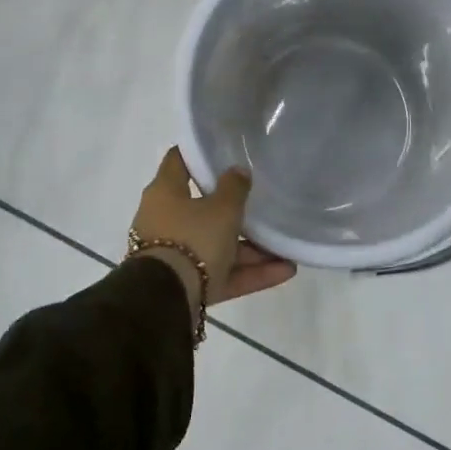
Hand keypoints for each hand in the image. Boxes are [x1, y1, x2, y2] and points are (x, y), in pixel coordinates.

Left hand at [131, 149, 296, 316]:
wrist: (166, 300)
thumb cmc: (192, 237)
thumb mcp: (222, 208)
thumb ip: (234, 186)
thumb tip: (238, 171)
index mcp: (164, 193)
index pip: (179, 161)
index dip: (199, 153)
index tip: (223, 149)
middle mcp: (165, 220)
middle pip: (202, 208)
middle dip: (234, 209)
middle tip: (261, 201)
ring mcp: (175, 255)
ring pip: (216, 245)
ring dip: (250, 248)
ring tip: (285, 248)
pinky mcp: (187, 285)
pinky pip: (222, 274)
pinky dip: (250, 273)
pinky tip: (285, 271)